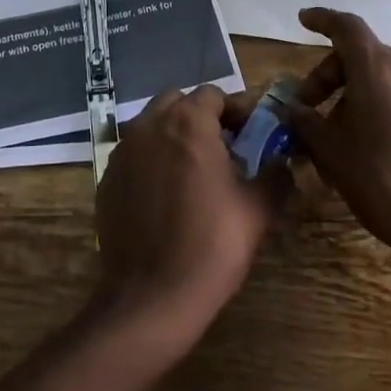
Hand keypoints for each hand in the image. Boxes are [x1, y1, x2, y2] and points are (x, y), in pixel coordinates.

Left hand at [94, 85, 284, 346]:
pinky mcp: (107, 176)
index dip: (236, 111)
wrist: (151, 295)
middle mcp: (150, 125)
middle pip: (178, 102)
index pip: (214, 94)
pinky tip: (166, 195)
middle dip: (202, 117)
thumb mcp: (257, 210)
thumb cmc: (211, 245)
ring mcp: (123, 150)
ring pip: (152, 124)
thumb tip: (283, 163)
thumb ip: (275, 176)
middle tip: (224, 149)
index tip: (252, 136)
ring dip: (174, 135)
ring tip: (195, 171)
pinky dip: (152, 160)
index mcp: (188, 123)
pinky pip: (134, 153)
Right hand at [284, 7, 390, 263]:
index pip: (346, 27)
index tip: (303, 20)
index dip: (322, 20)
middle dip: (333, 75)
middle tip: (312, 108)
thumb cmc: (382, 182)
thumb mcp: (331, 152)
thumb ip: (305, 121)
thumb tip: (289, 108)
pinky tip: (381, 140)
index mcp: (378, 68)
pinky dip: (388, 103)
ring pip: (388, 75)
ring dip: (360, 92)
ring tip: (346, 131)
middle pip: (364, 54)